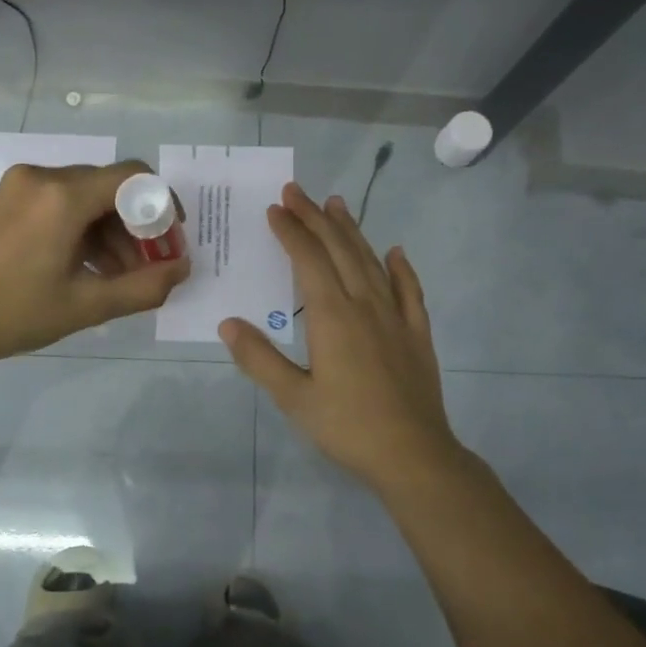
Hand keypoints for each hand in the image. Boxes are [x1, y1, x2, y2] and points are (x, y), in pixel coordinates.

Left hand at [0, 160, 191, 371]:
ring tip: (117, 277)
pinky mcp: (5, 200)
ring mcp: (19, 186)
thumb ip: (143, 287)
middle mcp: (42, 177)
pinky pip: (57, 203)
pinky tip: (84, 267)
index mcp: (62, 196)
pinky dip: (80, 229)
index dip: (162, 205)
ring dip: (109, 231)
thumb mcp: (85, 306)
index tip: (171, 240)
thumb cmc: (13, 313)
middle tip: (147, 267)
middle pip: (108, 188)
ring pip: (83, 197)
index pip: (133, 178)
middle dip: (136, 226)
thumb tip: (182, 270)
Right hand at [220, 183, 464, 491]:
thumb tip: (228, 323)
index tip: (275, 208)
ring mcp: (396, 318)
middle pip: (339, 251)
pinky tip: (395, 253)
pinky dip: (401, 269)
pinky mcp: (417, 334)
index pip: (308, 261)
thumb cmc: (347, 427)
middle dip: (315, 219)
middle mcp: (365, 306)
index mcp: (333, 317)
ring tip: (336, 205)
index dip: (291, 232)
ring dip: (352, 232)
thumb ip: (259, 358)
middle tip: (297, 191)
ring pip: (371, 262)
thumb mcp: (294, 398)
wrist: (413, 455)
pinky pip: (410, 292)